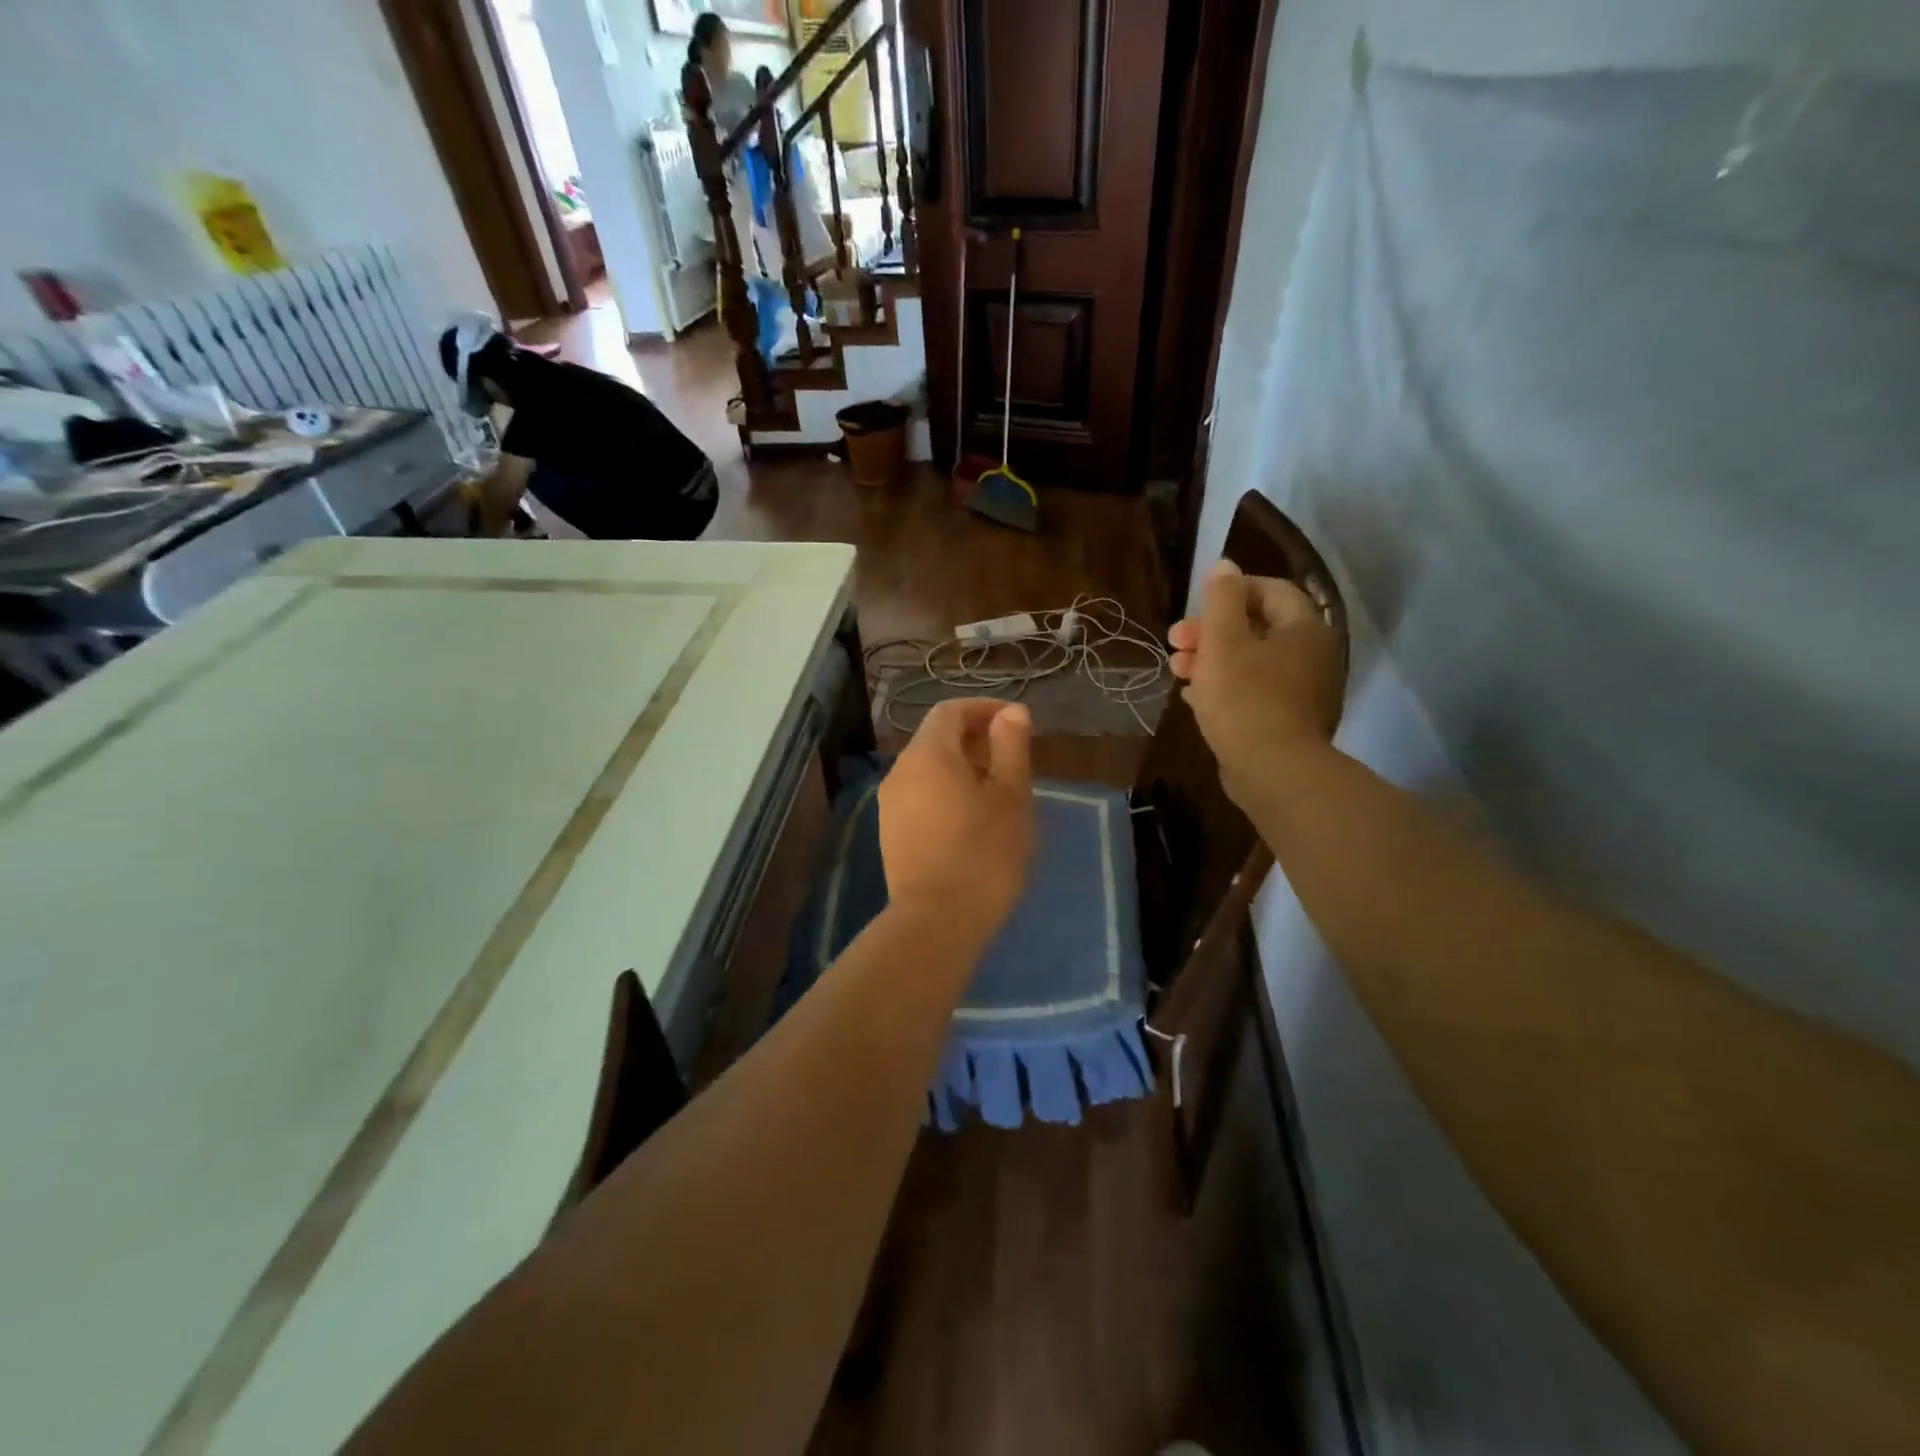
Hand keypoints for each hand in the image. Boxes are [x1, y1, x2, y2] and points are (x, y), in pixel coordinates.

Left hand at [878, 698, 1034, 944]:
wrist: (937, 921)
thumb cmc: (984, 853)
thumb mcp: (1011, 796)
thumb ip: (1011, 747)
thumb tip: (1011, 713)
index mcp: (928, 754)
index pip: (951, 711)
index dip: (984, 709)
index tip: (1016, 722)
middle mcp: (900, 771)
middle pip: (937, 738)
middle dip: (975, 738)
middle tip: (1013, 758)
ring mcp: (891, 803)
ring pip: (928, 768)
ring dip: (962, 766)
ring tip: (998, 789)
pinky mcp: (891, 832)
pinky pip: (920, 794)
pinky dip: (946, 791)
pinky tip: (972, 818)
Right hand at [1169, 560, 1343, 805]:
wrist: (1274, 772)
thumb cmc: (1245, 699)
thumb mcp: (1223, 642)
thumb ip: (1221, 600)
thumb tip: (1224, 565)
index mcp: (1303, 628)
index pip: (1270, 590)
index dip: (1229, 592)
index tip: (1195, 608)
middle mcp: (1310, 654)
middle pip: (1256, 627)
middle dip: (1211, 631)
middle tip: (1175, 642)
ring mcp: (1302, 690)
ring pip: (1251, 661)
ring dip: (1212, 660)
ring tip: (1177, 672)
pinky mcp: (1287, 721)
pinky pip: (1254, 692)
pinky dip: (1225, 688)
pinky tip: (1194, 698)